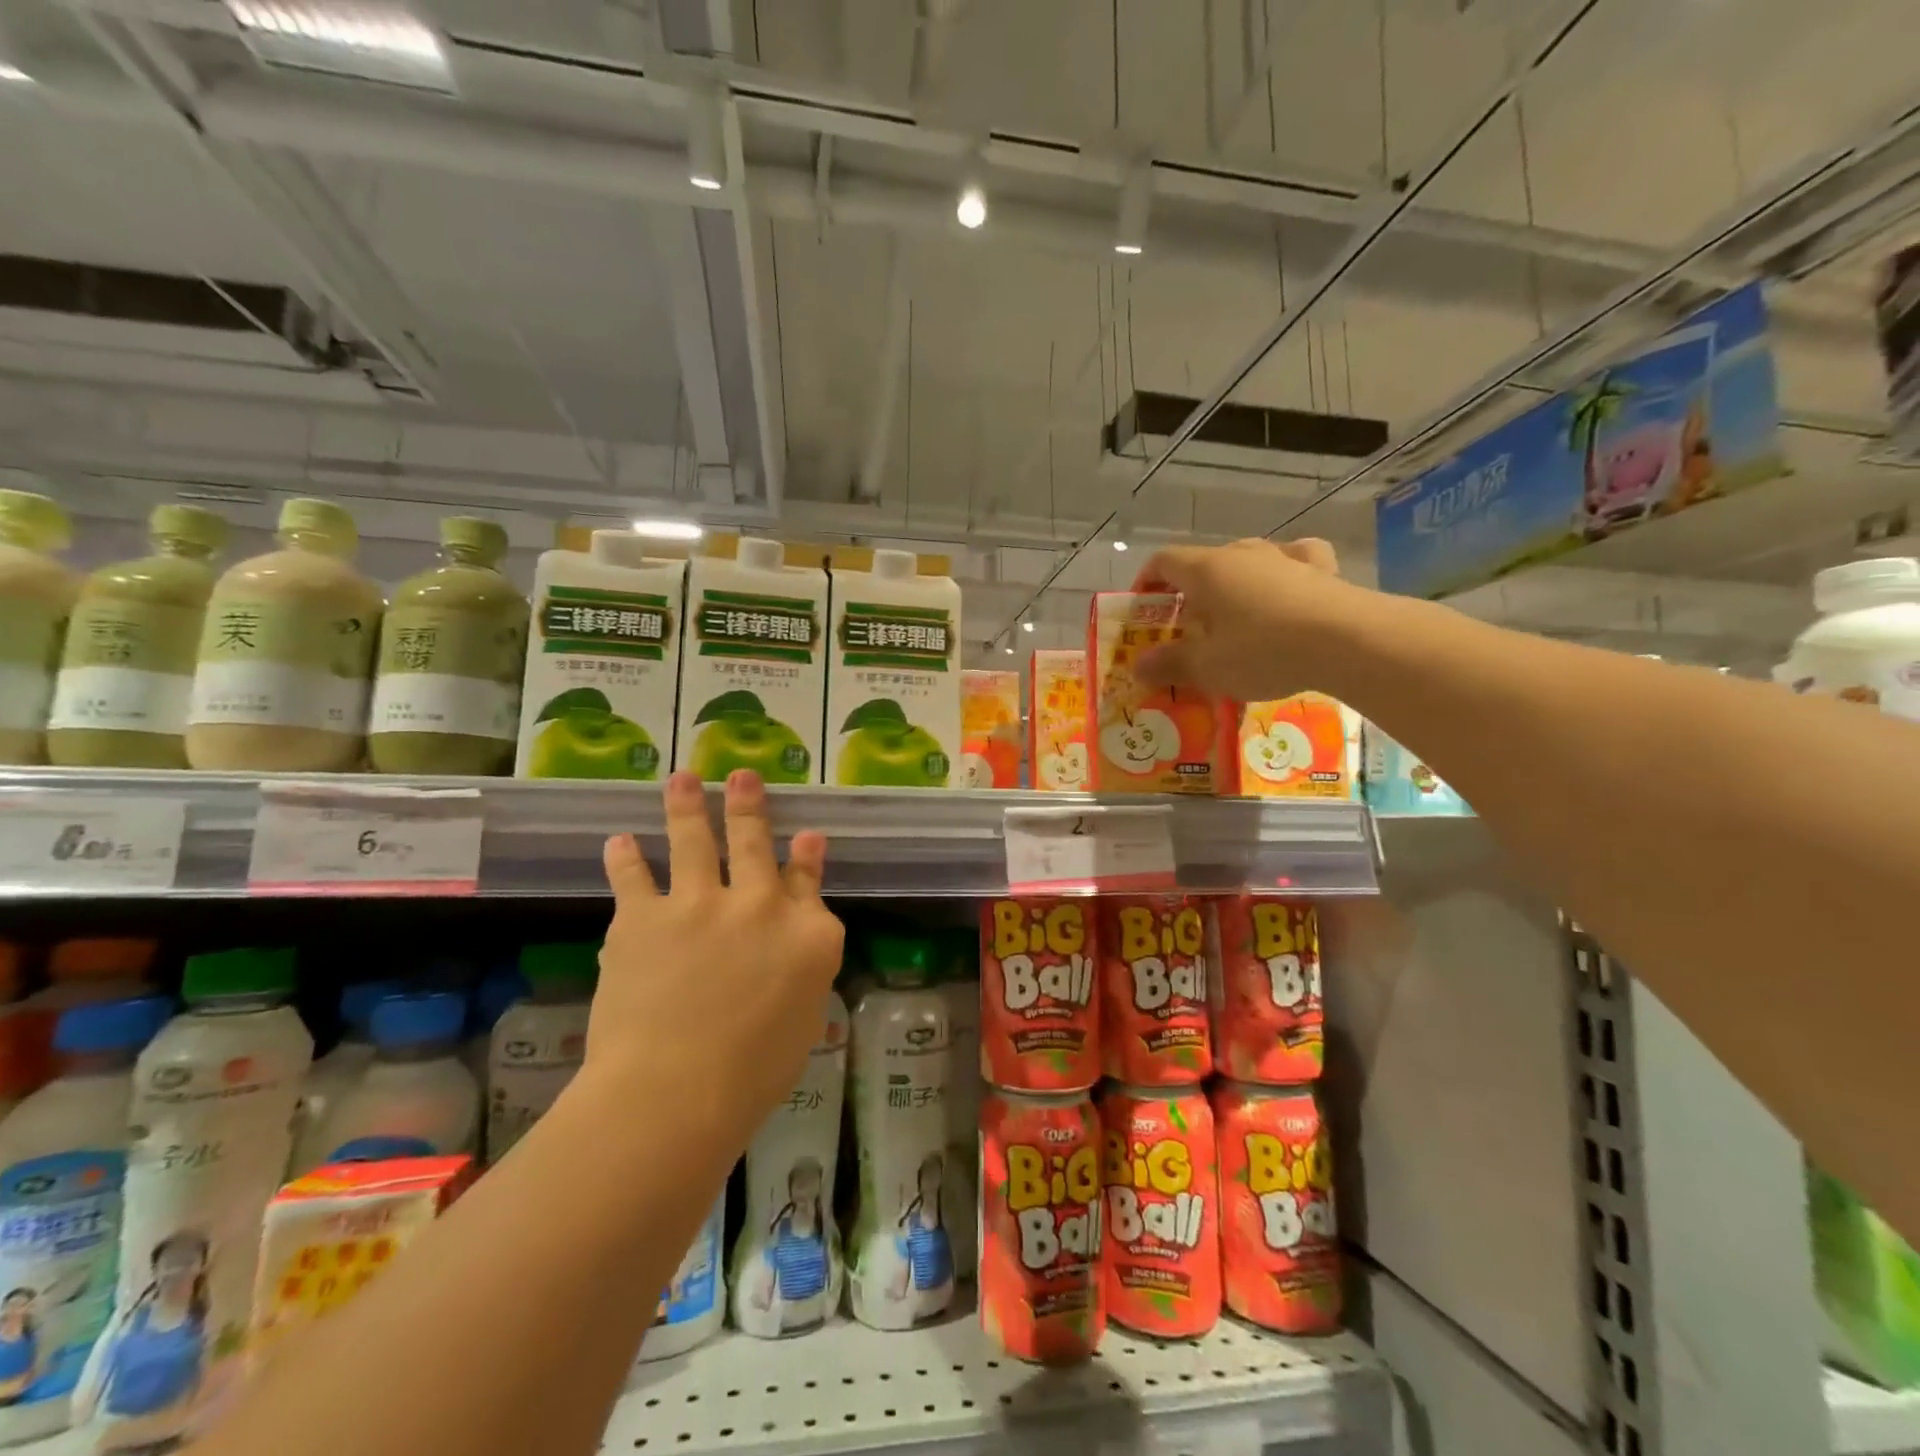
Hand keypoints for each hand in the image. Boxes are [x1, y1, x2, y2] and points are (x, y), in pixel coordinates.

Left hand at [591, 770, 844, 1143]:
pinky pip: (632, 877)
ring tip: (682, 778)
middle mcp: (760, 904)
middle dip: (749, 805)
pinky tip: (618, 840)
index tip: (807, 835)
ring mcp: (700, 903)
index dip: (807, 855)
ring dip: (687, 805)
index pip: (809, 882)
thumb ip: (808, 962)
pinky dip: (624, 858)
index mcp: (808, 933)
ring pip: (694, 839)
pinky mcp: (644, 917)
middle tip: (742, 775)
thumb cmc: (754, 1072)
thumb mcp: (805, 1013)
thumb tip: (807, 926)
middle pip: (756, 842)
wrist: (675, 1092)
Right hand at [1131, 537, 1375, 702]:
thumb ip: (1169, 664)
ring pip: (1247, 560)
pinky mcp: (1321, 570)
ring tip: (1234, 615)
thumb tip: (1138, 666)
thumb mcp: (1208, 667)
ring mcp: (1284, 557)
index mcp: (1206, 570)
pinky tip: (1288, 586)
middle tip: (1188, 629)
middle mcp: (1242, 553)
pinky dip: (1284, 571)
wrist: (1348, 641)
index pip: (1163, 561)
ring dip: (1234, 584)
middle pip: (1203, 564)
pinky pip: (1295, 559)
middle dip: (1189, 593)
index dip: (1147, 582)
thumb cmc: (1263, 651)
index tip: (1143, 610)